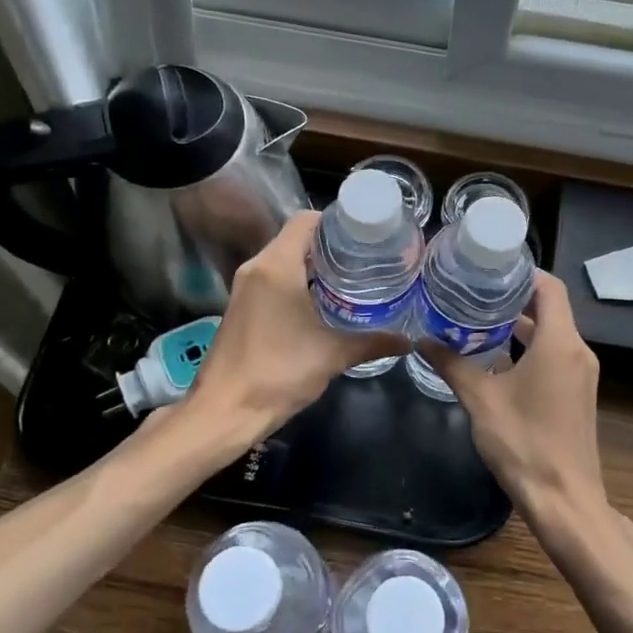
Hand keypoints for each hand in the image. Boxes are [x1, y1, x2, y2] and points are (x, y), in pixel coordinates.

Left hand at [190, 211, 406, 440]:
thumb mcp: (332, 355)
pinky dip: (299, 282)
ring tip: (353, 278)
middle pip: (296, 238)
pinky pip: (274, 280)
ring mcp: (245, 288)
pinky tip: (325, 303)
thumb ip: (372, 342)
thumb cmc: (278, 373)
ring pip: (284, 261)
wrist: (224, 411)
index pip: (306, 220)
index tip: (366, 235)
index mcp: (276, 266)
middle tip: (368, 258)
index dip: (337, 221)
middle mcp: (257, 268)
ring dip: (315, 266)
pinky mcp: (242, 307)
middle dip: (332, 245)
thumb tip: (407, 341)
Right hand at [423, 272, 613, 550]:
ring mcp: (580, 374)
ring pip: (551, 333)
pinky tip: (493, 356)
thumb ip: (452, 364)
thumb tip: (422, 339)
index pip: (549, 287)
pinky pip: (553, 355)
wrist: (565, 500)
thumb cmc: (523, 443)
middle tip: (472, 290)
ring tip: (475, 317)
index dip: (522, 272)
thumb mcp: (480, 400)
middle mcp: (577, 351)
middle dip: (512, 297)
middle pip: (549, 308)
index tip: (488, 268)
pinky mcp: (576, 393)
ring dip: (518, 325)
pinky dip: (527, 348)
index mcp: (560, 343)